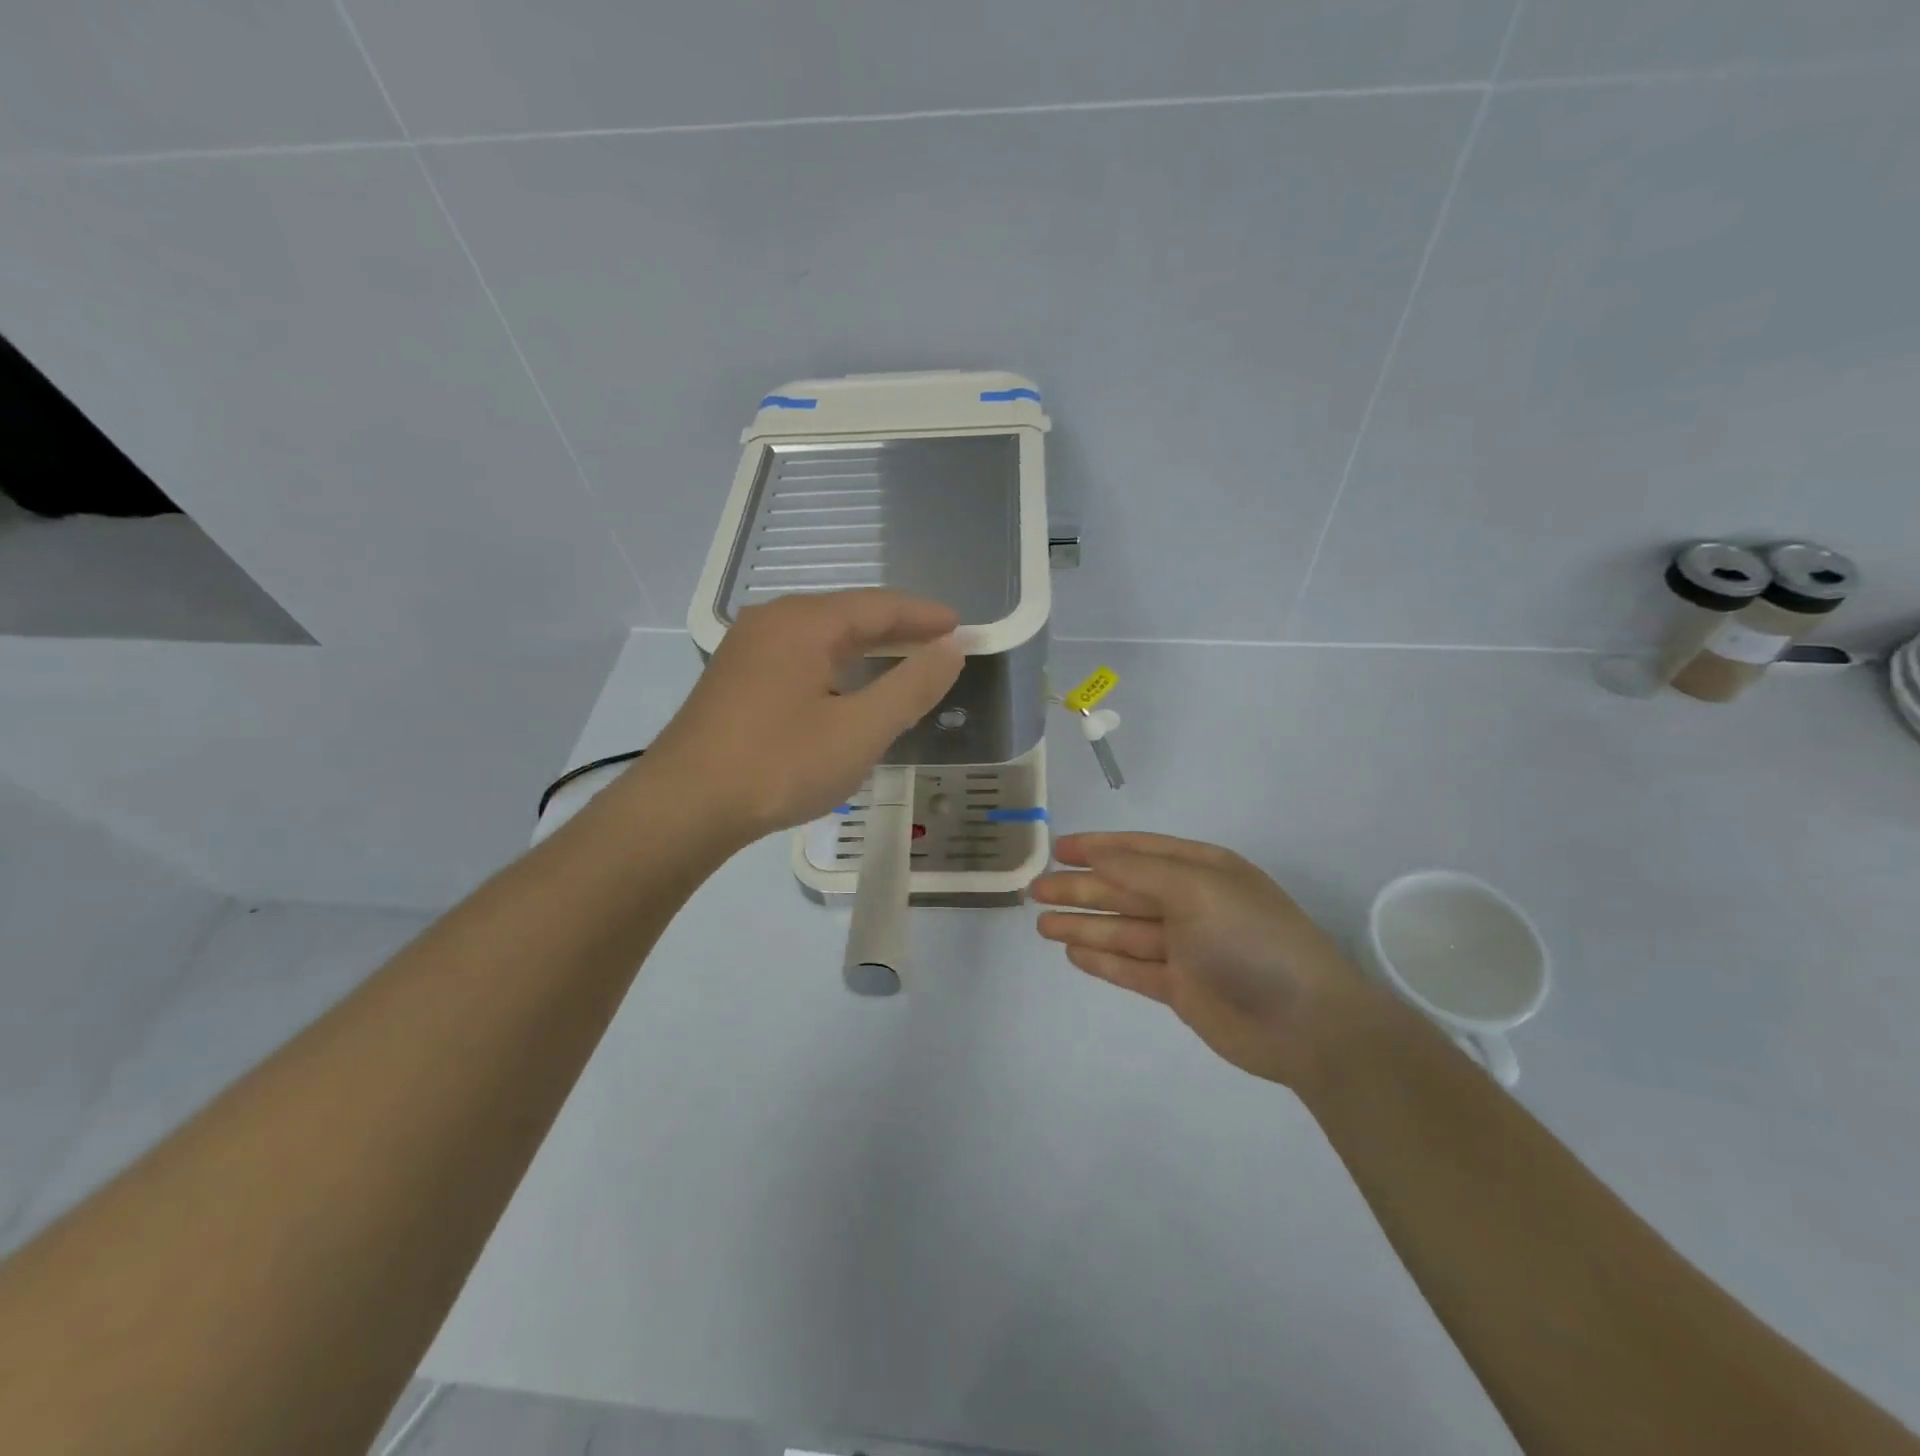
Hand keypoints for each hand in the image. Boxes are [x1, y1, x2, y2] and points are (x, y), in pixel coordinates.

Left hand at [648, 589, 963, 843]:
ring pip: (822, 637)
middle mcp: (773, 622)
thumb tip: (950, 649)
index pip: (879, 606)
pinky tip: (847, 687)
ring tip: (903, 662)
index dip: (925, 616)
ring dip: (866, 648)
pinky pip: (799, 656)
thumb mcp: (859, 731)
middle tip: (940, 645)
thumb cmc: (779, 765)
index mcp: (805, 623)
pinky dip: (836, 665)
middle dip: (898, 629)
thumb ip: (912, 687)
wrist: (683, 807)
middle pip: (849, 614)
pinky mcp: (735, 678)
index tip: (961, 628)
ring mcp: (747, 649)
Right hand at [1032, 833, 1363, 1086]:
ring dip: (1083, 925)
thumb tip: (1096, 854)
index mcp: (1201, 870)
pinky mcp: (1180, 988)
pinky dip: (1103, 960)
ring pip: (1122, 929)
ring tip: (1041, 924)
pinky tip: (1073, 954)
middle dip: (1080, 889)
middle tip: (1035, 890)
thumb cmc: (1251, 939)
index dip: (1097, 847)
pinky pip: (1132, 968)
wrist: (1307, 1024)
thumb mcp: (1198, 889)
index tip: (1058, 849)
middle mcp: (1190, 903)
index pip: (1138, 850)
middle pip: (1123, 890)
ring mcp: (1185, 948)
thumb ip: (1142, 870)